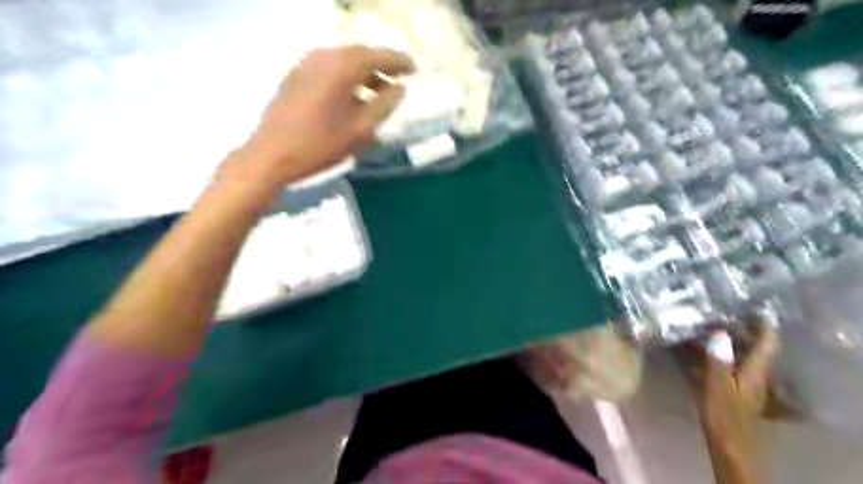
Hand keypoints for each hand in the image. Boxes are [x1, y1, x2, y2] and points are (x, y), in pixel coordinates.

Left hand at [226, 45, 414, 189]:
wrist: (271, 155)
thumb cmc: (320, 145)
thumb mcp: (360, 130)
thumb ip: (384, 106)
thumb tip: (400, 89)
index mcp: (341, 68)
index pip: (378, 56)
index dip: (398, 62)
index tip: (414, 70)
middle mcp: (323, 57)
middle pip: (359, 54)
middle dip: (381, 66)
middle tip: (398, 80)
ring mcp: (305, 64)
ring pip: (342, 61)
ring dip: (363, 73)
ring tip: (378, 91)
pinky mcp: (295, 75)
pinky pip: (328, 68)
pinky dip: (345, 77)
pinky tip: (351, 96)